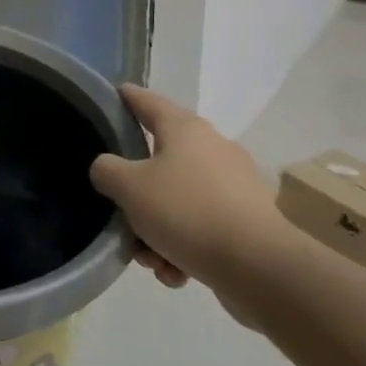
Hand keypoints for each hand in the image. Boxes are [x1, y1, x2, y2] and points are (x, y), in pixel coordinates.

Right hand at [89, 86, 300, 320]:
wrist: (258, 267)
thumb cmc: (186, 211)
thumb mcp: (128, 187)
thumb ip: (106, 170)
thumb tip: (108, 169)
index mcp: (185, 130)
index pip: (148, 102)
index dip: (127, 97)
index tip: (113, 93)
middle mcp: (212, 149)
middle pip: (159, 161)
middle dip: (136, 193)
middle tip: (120, 214)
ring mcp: (234, 186)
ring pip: (178, 201)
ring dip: (156, 230)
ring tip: (150, 259)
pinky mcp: (247, 222)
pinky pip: (200, 228)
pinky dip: (182, 248)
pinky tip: (175, 272)